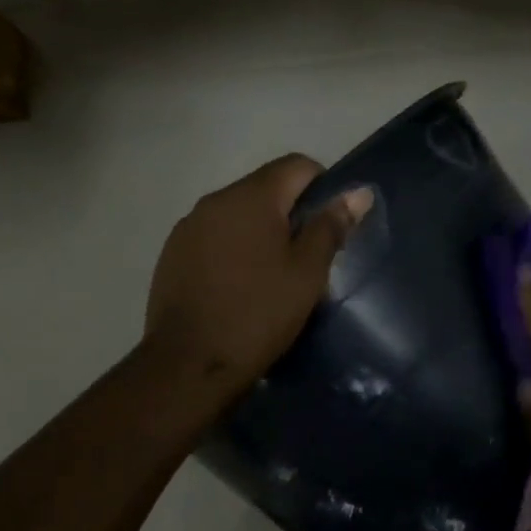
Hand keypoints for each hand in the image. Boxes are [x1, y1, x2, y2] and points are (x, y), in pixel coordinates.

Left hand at [145, 155, 372, 392]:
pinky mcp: (172, 253)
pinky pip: (213, 236)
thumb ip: (330, 227)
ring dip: (260, 231)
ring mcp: (188, 226)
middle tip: (307, 256)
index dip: (323, 185)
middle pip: (265, 188)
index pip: (297, 165)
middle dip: (290, 212)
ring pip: (237, 214)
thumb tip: (358, 193)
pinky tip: (238, 286)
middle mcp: (215, 200)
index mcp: (251, 197)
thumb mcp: (306, 273)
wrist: (188, 364)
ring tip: (272, 275)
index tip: (331, 224)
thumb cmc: (258, 315)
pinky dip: (232, 248)